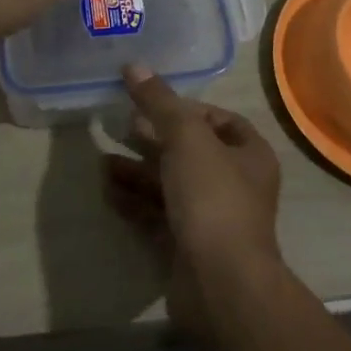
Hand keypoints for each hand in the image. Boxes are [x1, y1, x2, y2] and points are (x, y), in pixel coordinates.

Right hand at [103, 65, 284, 336]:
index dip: (187, 109)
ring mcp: (211, 219)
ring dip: (137, 171)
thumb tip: (134, 66)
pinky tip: (107, 191)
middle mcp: (235, 184)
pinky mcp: (187, 247)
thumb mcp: (185, 138)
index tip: (152, 103)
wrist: (220, 285)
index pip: (220, 121)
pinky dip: (134, 201)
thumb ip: (159, 102)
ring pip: (169, 185)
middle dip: (153, 139)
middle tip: (119, 125)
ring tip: (102, 160)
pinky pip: (157, 216)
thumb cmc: (212, 198)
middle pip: (190, 152)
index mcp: (249, 155)